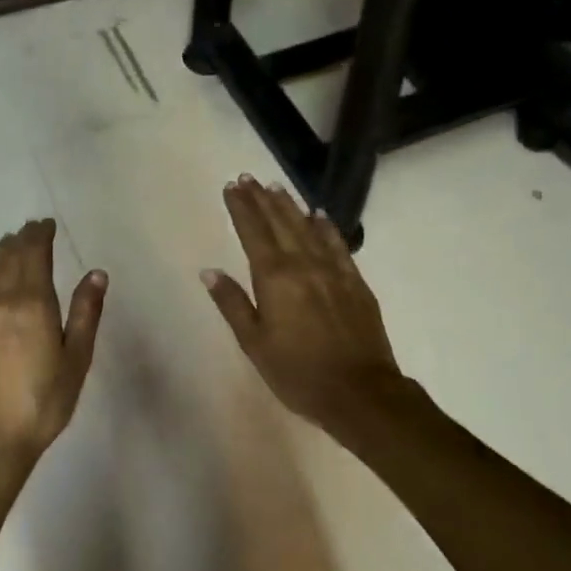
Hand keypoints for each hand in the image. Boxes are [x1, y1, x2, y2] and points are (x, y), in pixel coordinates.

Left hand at [0, 219, 106, 457]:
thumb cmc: (43, 402)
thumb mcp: (76, 359)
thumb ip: (85, 312)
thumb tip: (96, 273)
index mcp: (31, 303)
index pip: (33, 255)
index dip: (40, 235)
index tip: (46, 224)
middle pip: (8, 257)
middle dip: (21, 239)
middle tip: (31, 229)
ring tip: (9, 244)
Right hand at [202, 175, 404, 430]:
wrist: (360, 392)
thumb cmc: (298, 373)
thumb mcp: (255, 344)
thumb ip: (233, 304)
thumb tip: (209, 271)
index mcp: (274, 278)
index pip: (253, 232)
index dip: (241, 208)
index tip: (231, 187)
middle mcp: (304, 263)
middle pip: (280, 222)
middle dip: (262, 199)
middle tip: (248, 178)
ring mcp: (333, 270)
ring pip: (308, 227)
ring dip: (290, 205)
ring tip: (276, 187)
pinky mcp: (355, 282)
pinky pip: (337, 244)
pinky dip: (326, 227)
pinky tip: (319, 215)